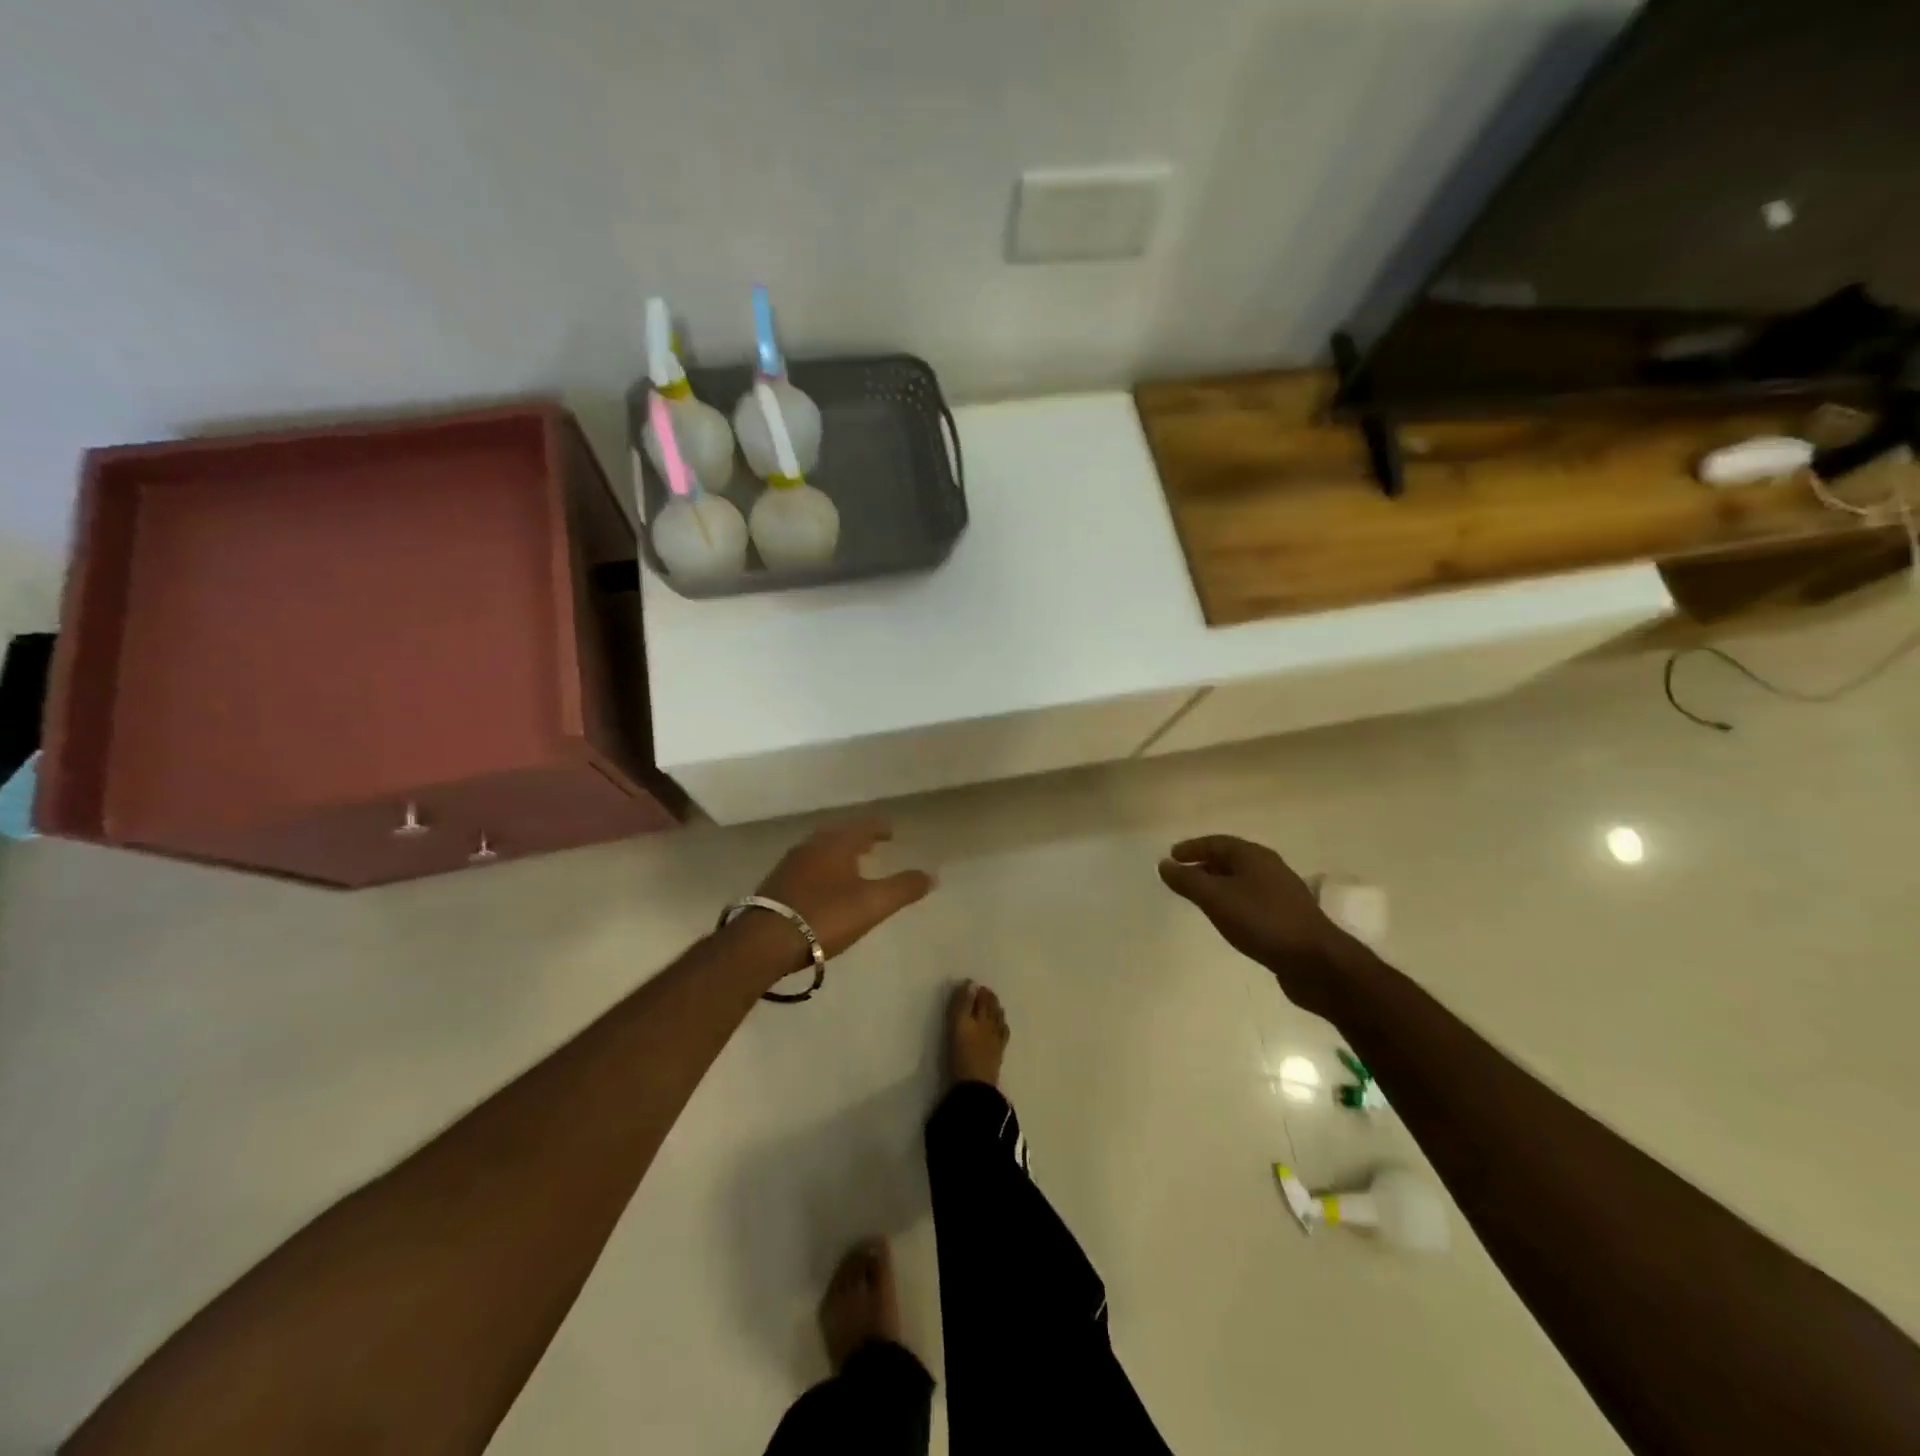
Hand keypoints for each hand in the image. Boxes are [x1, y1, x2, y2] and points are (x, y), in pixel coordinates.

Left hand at [754, 819, 935, 962]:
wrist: (765, 941)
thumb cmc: (825, 916)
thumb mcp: (872, 904)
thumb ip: (903, 888)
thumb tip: (931, 875)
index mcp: (837, 844)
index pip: (864, 827)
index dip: (879, 828)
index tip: (890, 831)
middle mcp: (811, 846)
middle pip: (839, 836)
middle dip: (857, 839)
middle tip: (872, 845)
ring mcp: (789, 865)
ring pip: (819, 851)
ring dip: (837, 855)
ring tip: (850, 866)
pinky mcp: (775, 886)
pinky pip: (805, 868)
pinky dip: (820, 870)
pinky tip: (822, 888)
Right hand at [1158, 835, 1357, 1017]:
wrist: (1316, 962)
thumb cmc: (1262, 922)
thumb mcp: (1216, 899)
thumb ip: (1187, 881)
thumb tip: (1164, 865)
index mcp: (1254, 856)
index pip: (1217, 842)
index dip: (1192, 848)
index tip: (1171, 857)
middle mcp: (1269, 868)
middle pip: (1231, 859)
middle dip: (1204, 864)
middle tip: (1181, 875)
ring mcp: (1281, 892)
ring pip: (1242, 880)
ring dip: (1218, 884)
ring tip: (1199, 896)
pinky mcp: (1287, 916)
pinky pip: (1251, 899)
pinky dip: (1232, 900)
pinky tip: (1227, 917)